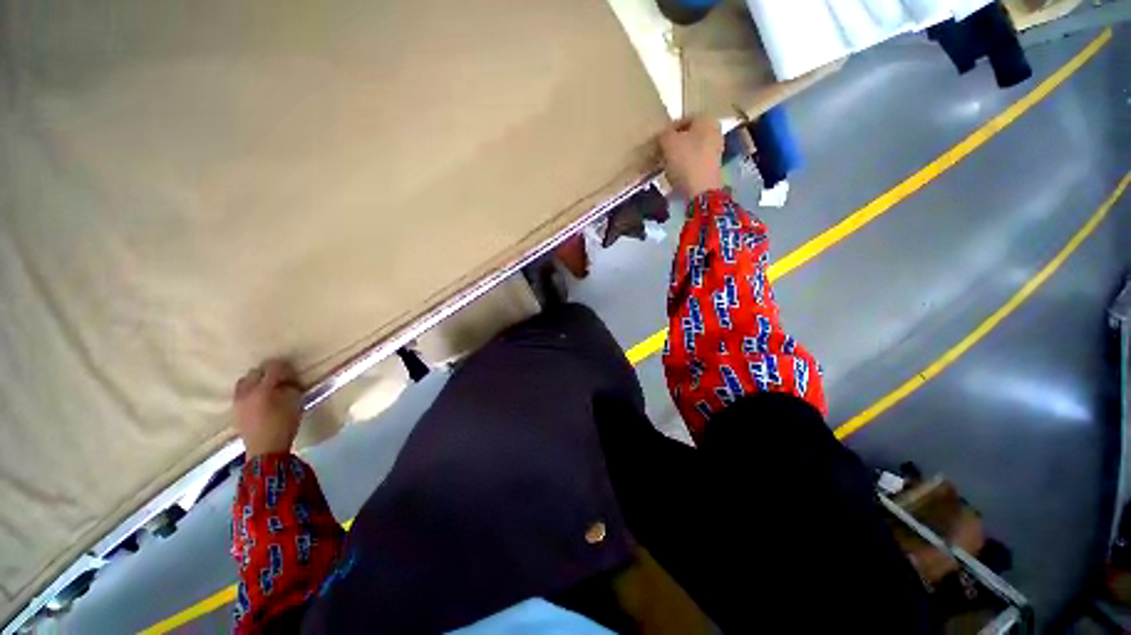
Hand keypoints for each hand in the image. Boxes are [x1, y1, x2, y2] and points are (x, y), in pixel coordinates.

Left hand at [233, 359, 303, 457]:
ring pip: (245, 382)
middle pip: (255, 372)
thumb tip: (287, 382)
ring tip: (268, 389)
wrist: (265, 450)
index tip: (293, 375)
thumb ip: (291, 388)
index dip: (285, 368)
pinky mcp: (235, 410)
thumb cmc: (284, 425)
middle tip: (281, 381)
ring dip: (256, 381)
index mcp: (263, 389)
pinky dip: (250, 391)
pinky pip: (241, 393)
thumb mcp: (295, 404)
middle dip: (268, 373)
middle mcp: (247, 392)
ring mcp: (238, 401)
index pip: (273, 368)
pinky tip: (260, 400)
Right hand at [659, 117, 723, 198]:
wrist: (700, 190)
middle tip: (662, 152)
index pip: (684, 118)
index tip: (659, 140)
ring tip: (666, 165)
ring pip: (692, 149)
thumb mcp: (668, 142)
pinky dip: (685, 166)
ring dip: (679, 155)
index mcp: (706, 119)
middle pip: (690, 135)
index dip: (669, 129)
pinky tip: (676, 174)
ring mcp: (716, 151)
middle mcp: (715, 131)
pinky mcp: (712, 168)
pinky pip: (695, 162)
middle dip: (675, 143)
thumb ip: (664, 135)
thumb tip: (664, 136)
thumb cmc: (685, 161)